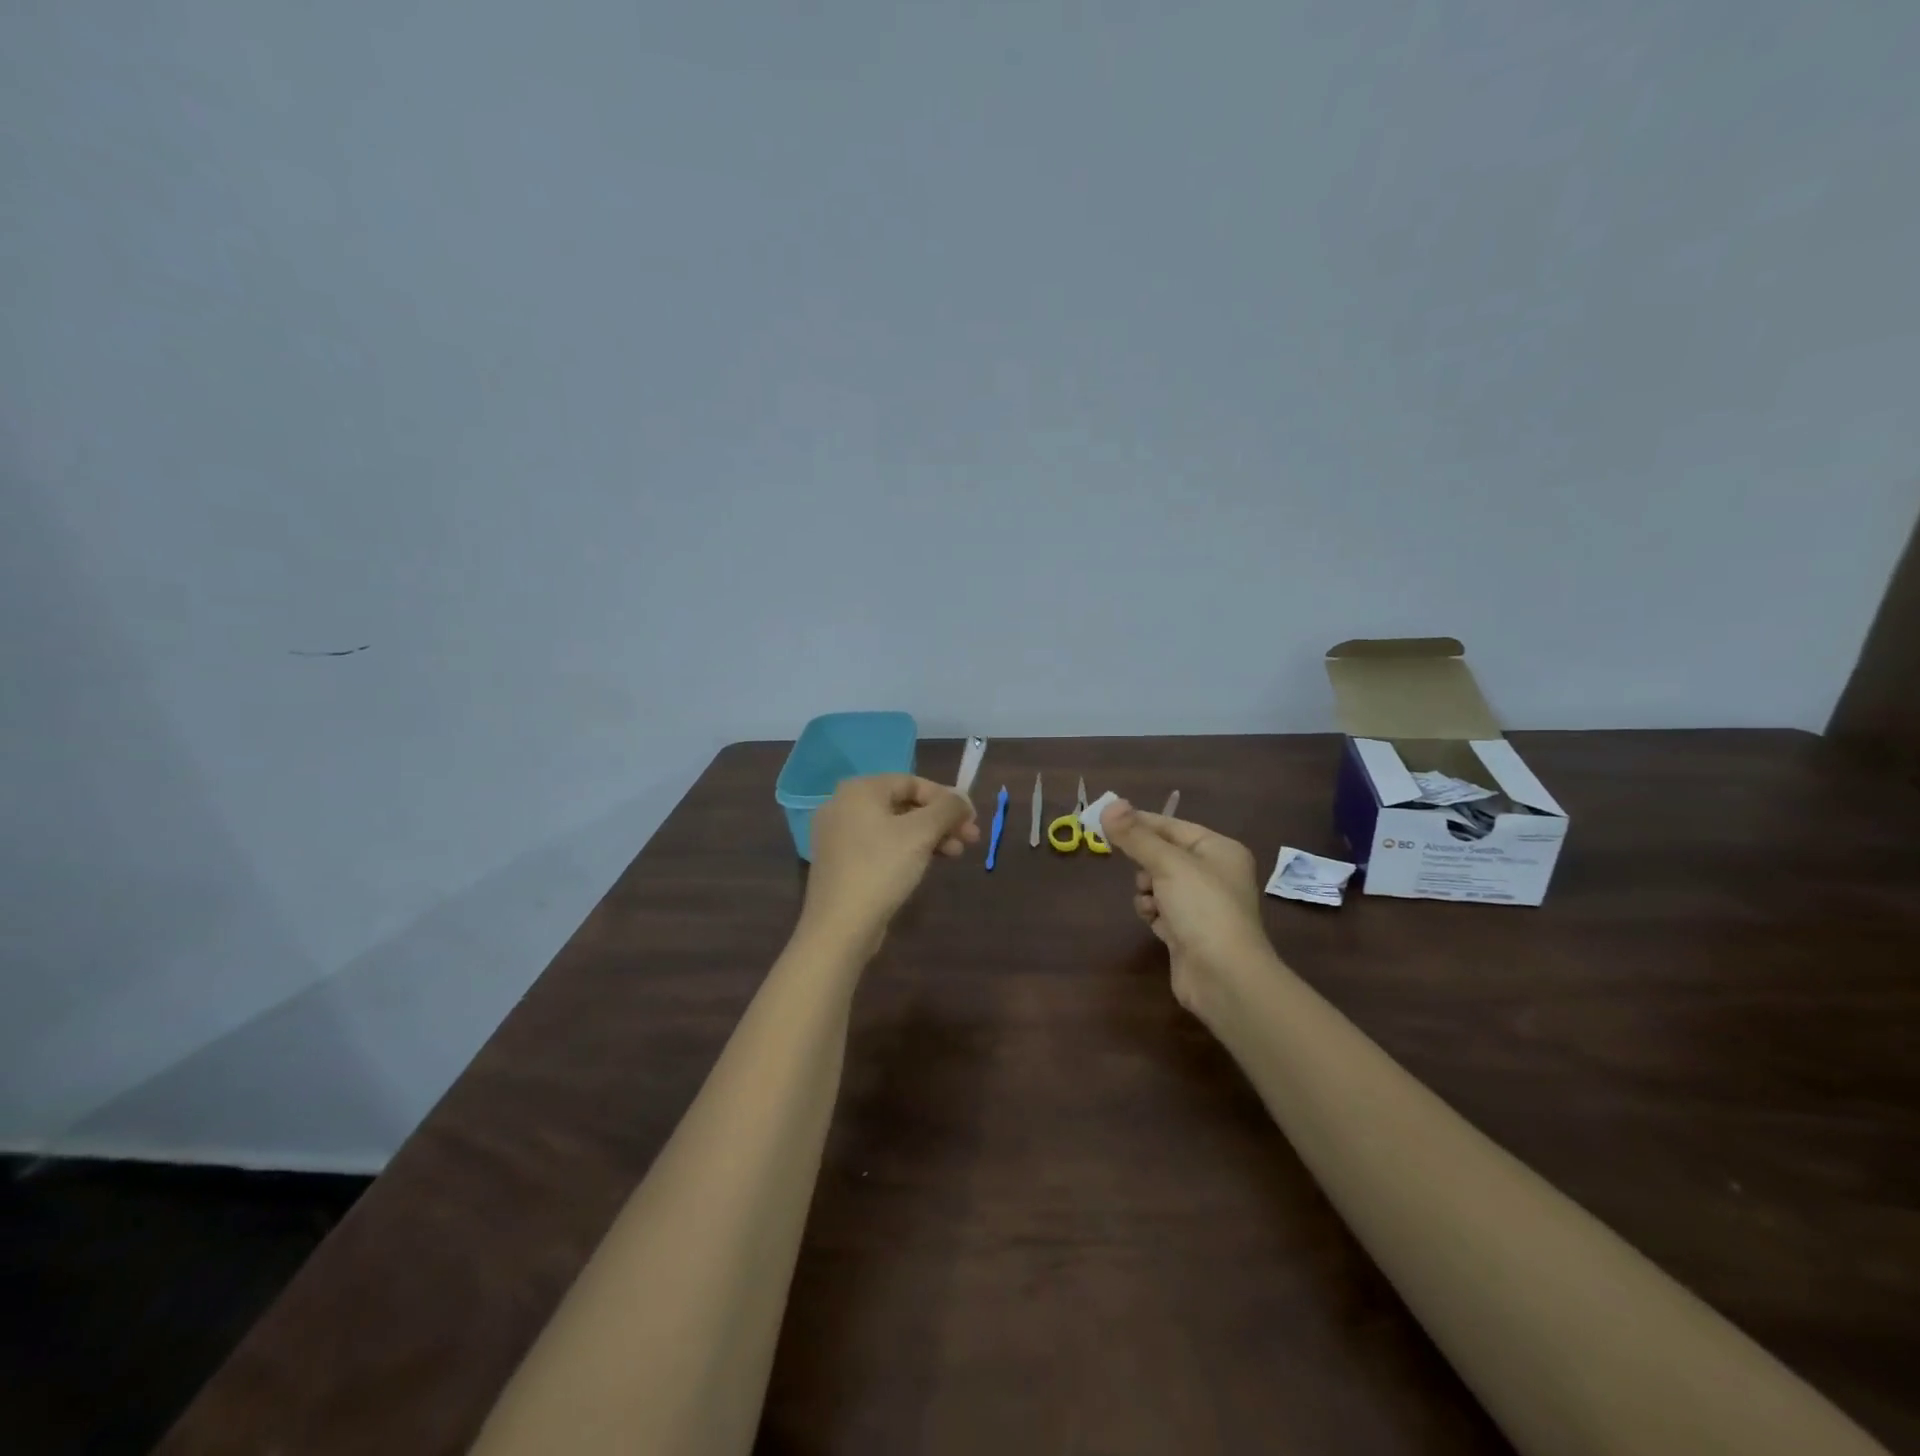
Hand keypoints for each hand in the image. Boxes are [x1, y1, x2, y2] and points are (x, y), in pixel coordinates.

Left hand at [803, 774, 978, 946]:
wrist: (840, 926)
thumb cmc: (881, 868)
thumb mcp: (922, 833)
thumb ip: (948, 808)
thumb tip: (963, 799)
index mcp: (859, 789)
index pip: (912, 782)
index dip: (947, 798)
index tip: (972, 819)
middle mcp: (843, 805)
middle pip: (904, 804)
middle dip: (941, 820)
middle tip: (970, 839)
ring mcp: (838, 835)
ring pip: (894, 827)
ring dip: (929, 836)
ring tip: (955, 855)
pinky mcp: (840, 862)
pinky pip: (880, 845)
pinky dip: (906, 850)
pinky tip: (927, 864)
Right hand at [1099, 801, 1272, 1017]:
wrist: (1224, 976)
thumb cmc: (1202, 908)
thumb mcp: (1167, 864)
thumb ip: (1136, 836)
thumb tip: (1109, 804)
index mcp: (1219, 850)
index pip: (1172, 826)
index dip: (1140, 822)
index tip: (1106, 820)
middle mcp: (1214, 873)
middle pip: (1164, 855)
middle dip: (1145, 863)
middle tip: (1139, 871)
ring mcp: (1202, 905)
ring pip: (1158, 883)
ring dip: (1147, 890)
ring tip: (1151, 902)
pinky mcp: (1189, 931)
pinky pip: (1161, 909)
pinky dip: (1153, 912)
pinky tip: (1154, 921)